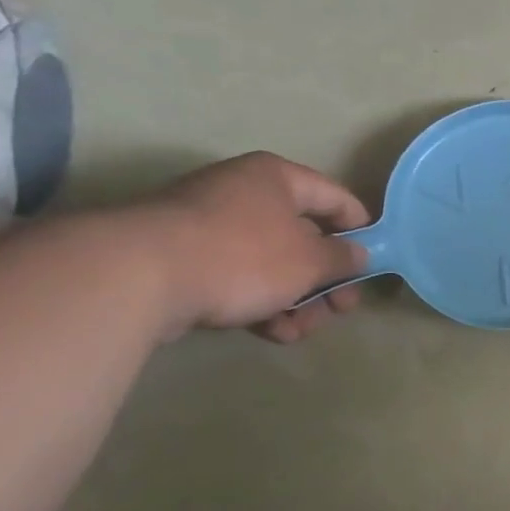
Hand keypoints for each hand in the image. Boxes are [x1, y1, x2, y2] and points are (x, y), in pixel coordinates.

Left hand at [137, 153, 370, 343]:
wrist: (137, 277)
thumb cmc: (243, 255)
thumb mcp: (310, 260)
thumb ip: (343, 257)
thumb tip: (359, 255)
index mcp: (277, 178)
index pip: (336, 198)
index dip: (361, 230)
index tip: (372, 263)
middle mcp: (244, 193)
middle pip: (304, 237)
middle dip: (326, 280)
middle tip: (340, 310)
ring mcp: (209, 226)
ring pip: (272, 264)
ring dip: (296, 299)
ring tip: (301, 330)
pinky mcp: (184, 260)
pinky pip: (238, 278)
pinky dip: (261, 303)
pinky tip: (272, 332)